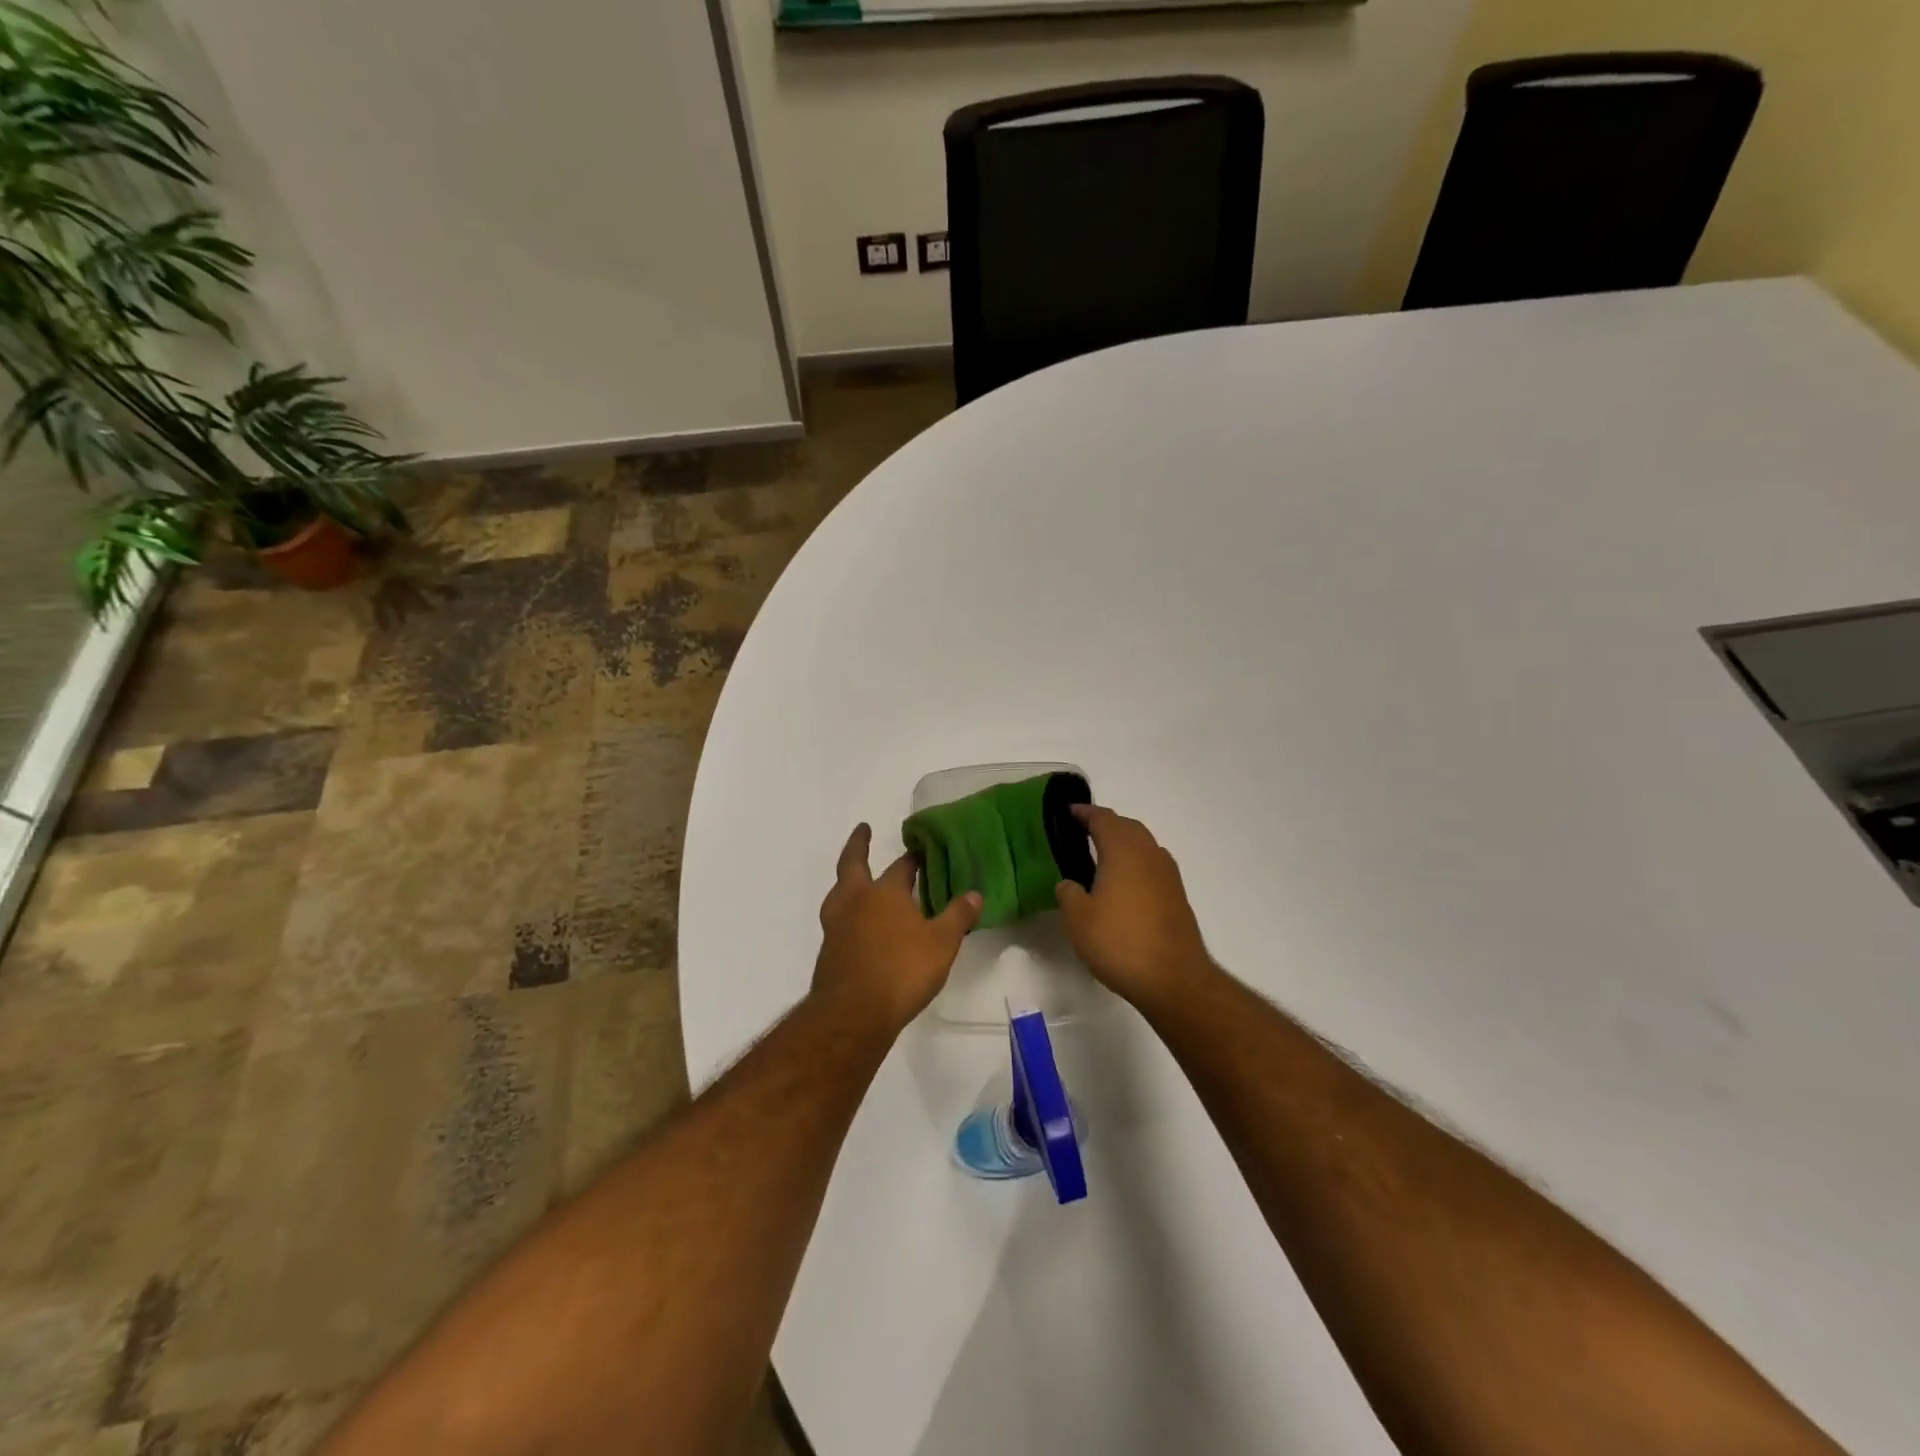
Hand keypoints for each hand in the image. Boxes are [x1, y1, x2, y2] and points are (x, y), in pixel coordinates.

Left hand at [812, 824, 981, 1037]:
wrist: (853, 1013)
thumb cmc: (902, 970)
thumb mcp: (942, 943)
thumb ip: (957, 916)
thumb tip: (975, 893)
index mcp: (884, 893)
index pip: (900, 867)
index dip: (911, 858)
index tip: (919, 849)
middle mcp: (855, 902)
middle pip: (852, 864)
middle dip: (858, 845)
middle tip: (863, 830)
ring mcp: (836, 926)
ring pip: (839, 893)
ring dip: (848, 882)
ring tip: (857, 882)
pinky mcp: (828, 952)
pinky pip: (838, 921)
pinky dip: (848, 915)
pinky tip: (858, 927)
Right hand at [1055, 805, 1211, 1011]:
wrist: (1174, 979)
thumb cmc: (1120, 942)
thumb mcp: (1078, 919)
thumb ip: (1068, 893)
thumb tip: (1070, 884)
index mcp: (1123, 850)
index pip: (1103, 819)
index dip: (1084, 813)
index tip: (1067, 812)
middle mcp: (1149, 854)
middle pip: (1127, 827)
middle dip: (1105, 825)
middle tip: (1081, 832)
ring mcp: (1168, 875)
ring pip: (1143, 845)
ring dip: (1122, 844)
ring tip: (1100, 857)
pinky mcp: (1176, 896)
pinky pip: (1151, 866)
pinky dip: (1134, 864)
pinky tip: (1122, 884)